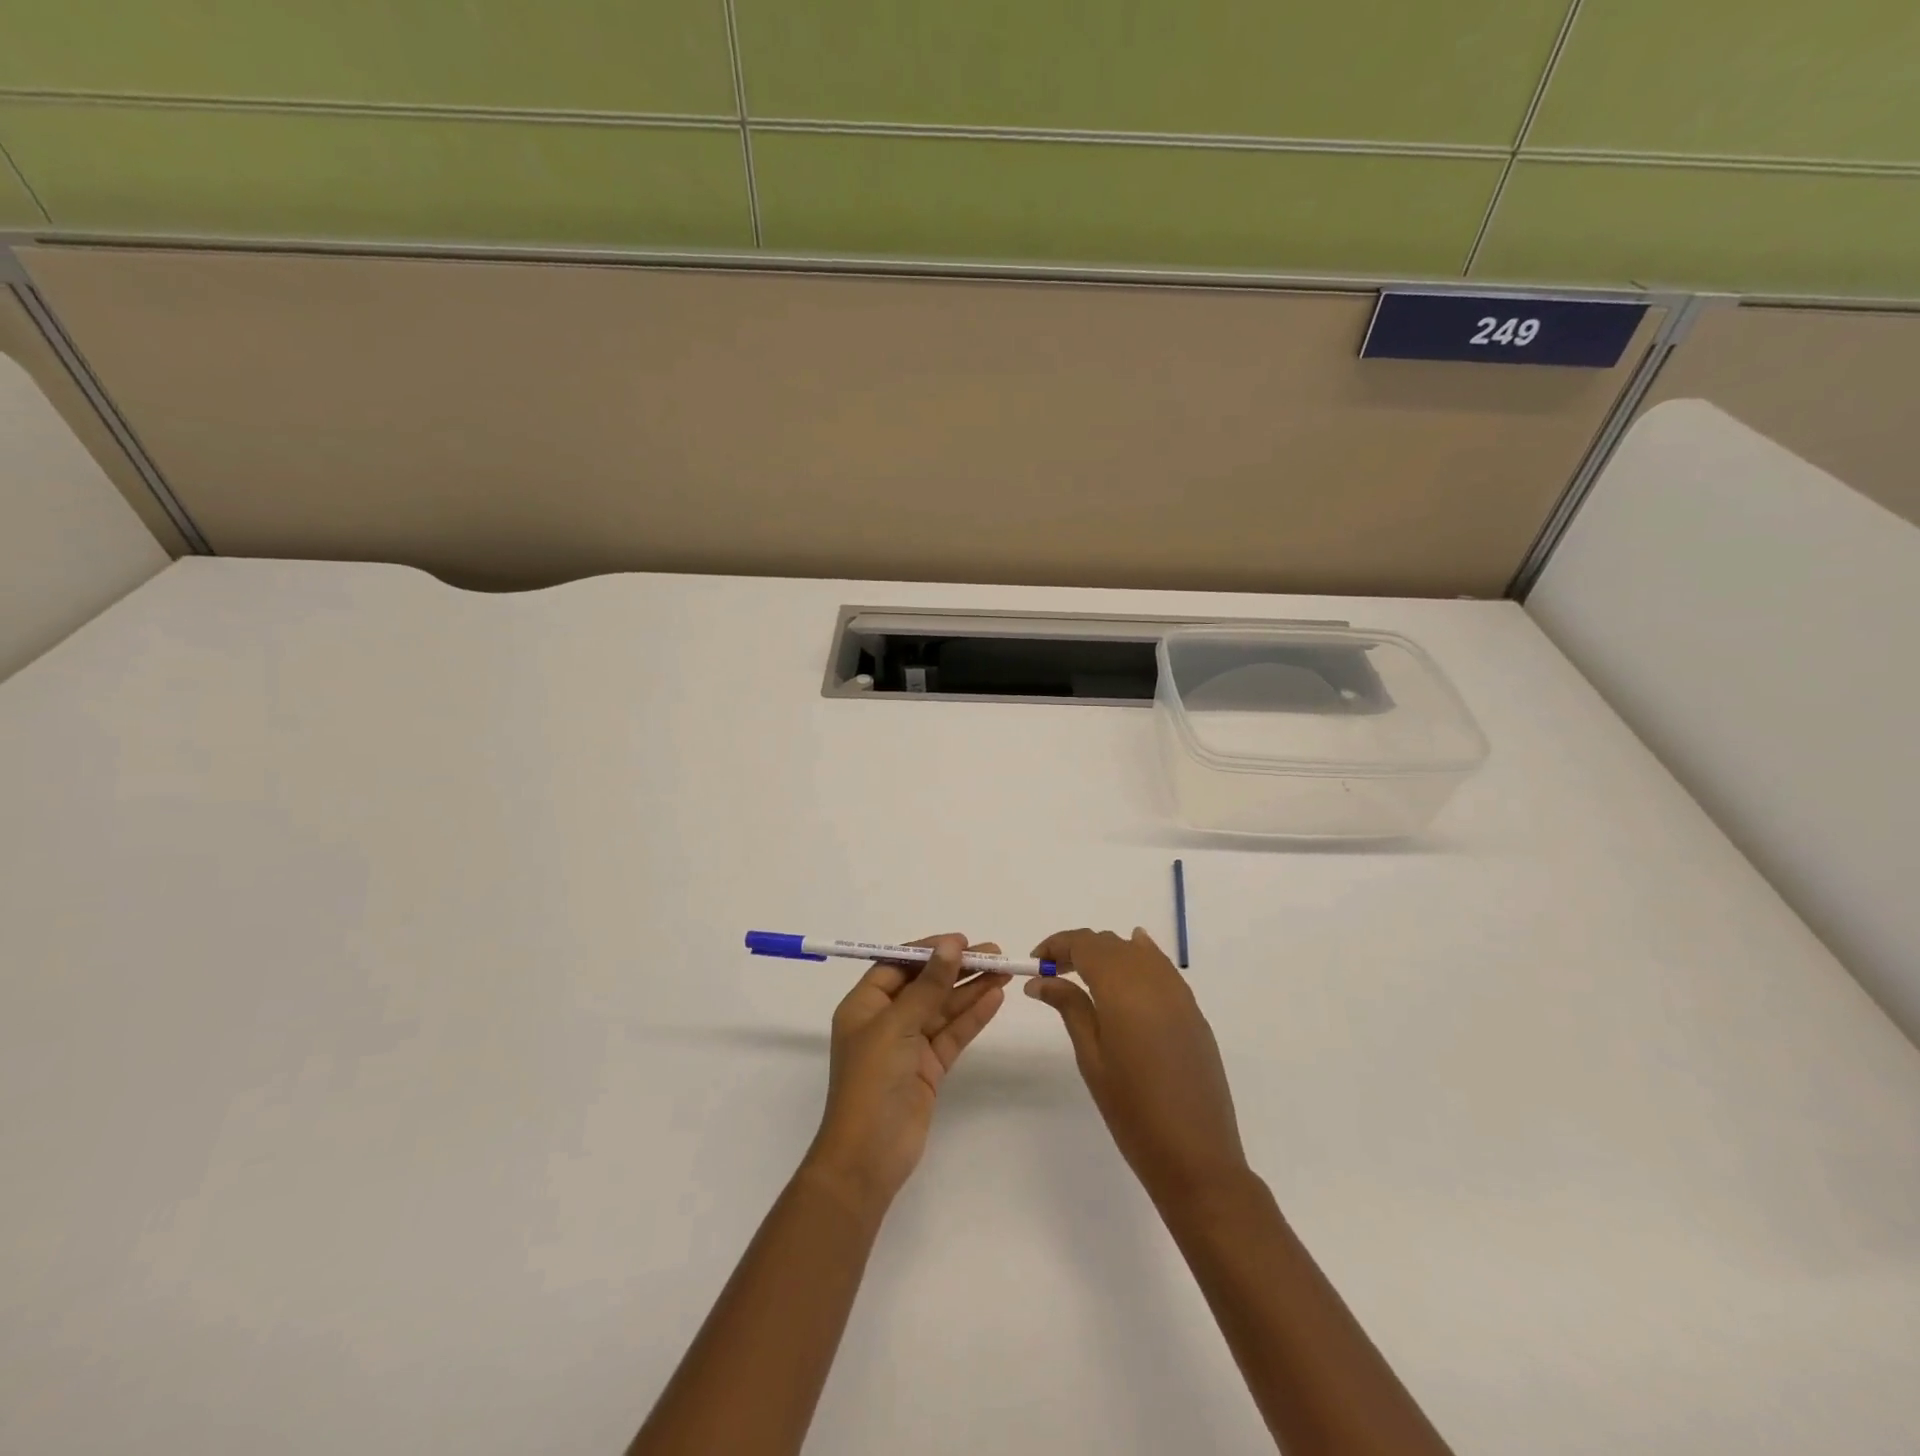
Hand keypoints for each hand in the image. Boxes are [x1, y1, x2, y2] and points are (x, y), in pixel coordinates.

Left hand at [802, 935, 1010, 1211]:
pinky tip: (995, 998)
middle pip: (925, 984)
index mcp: (864, 1005)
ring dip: (971, 989)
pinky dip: (972, 1017)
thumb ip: (928, 986)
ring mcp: (908, 1046)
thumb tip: (950, 945)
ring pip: (943, 1009)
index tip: (961, 941)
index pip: (898, 965)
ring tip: (1004, 970)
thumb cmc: (872, 1082)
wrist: (867, 1158)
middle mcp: (885, 1020)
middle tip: (994, 953)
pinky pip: (952, 1034)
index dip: (928, 951)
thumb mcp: (897, 1026)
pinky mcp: (928, 1069)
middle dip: (957, 968)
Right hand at [1027, 927, 1249, 1208]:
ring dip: (1108, 954)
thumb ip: (1070, 1007)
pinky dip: (1140, 958)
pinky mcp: (1193, 1011)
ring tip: (1085, 976)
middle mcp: (1153, 979)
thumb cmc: (1132, 1111)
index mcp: (1122, 988)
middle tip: (1053, 974)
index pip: (1084, 944)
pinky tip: (1129, 965)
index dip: (1057, 946)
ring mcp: (1178, 993)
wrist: (1196, 1156)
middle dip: (1079, 950)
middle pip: (1110, 944)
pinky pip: (1161, 968)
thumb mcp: (1091, 1057)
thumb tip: (1042, 980)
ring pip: (1137, 952)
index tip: (1036, 964)